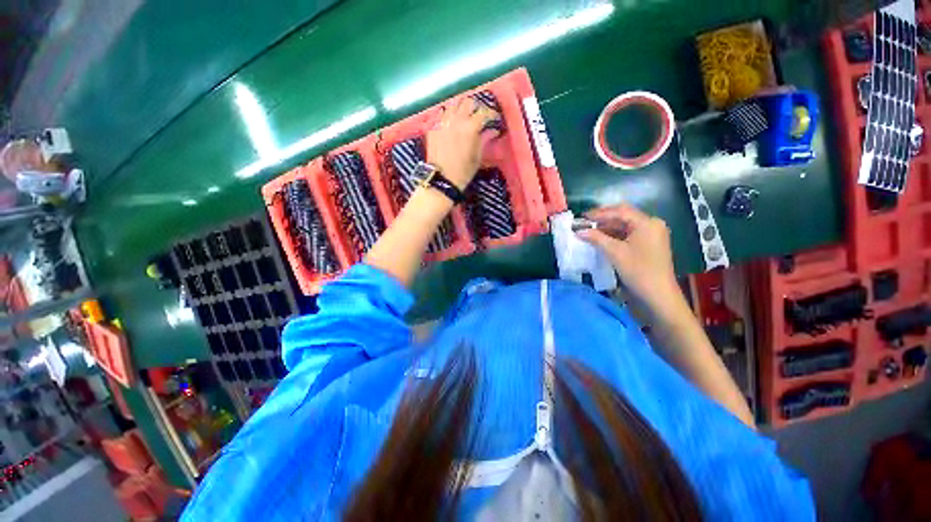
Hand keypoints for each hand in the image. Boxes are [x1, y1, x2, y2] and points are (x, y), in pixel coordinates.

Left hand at [426, 97, 500, 189]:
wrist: (442, 179)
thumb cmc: (463, 171)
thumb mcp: (477, 157)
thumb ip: (484, 140)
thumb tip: (492, 131)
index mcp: (470, 128)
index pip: (484, 113)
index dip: (491, 114)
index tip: (493, 119)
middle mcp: (456, 120)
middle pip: (467, 102)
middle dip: (475, 108)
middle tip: (477, 117)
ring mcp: (443, 122)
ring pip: (453, 104)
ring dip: (460, 108)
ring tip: (462, 117)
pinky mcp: (433, 127)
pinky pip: (441, 114)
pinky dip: (447, 116)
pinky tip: (450, 124)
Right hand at [577, 204, 687, 319]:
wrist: (658, 294)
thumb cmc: (638, 270)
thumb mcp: (615, 252)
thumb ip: (596, 238)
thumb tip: (579, 231)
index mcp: (647, 223)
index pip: (620, 211)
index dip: (600, 213)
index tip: (583, 217)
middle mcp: (652, 224)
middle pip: (624, 216)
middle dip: (603, 219)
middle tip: (585, 222)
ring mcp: (652, 234)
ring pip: (626, 226)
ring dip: (608, 228)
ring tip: (590, 231)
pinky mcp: (649, 244)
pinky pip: (629, 234)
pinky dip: (615, 235)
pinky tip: (602, 238)